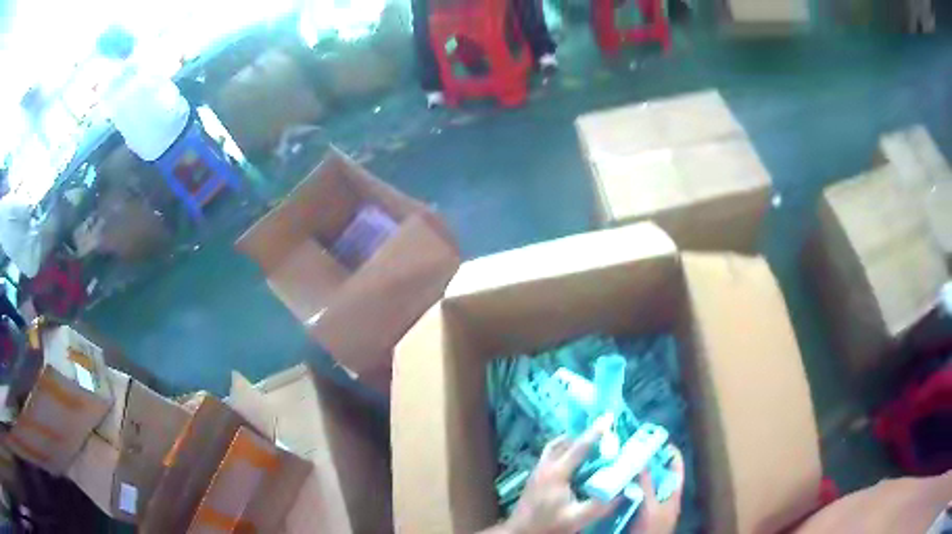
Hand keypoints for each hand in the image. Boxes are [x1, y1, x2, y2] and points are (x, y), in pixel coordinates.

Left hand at [503, 421, 618, 533]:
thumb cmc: (548, 525)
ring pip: (554, 447)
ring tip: (590, 444)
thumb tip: (624, 491)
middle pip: (565, 442)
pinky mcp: (535, 477)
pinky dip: (563, 450)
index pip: (579, 448)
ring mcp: (537, 470)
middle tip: (603, 432)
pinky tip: (574, 461)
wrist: (520, 532)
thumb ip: (601, 505)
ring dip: (571, 442)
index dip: (595, 433)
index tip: (608, 420)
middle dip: (584, 435)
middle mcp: (545, 466)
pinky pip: (550, 455)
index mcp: (556, 473)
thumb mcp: (578, 518)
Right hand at [629, 447, 683, 533]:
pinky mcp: (639, 510)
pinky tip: (619, 482)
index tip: (659, 440)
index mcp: (673, 494)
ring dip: (638, 474)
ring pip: (647, 484)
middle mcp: (664, 496)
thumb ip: (647, 487)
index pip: (676, 468)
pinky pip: (636, 494)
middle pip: (660, 475)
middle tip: (636, 449)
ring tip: (625, 462)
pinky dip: (630, 487)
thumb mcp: (650, 508)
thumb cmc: (652, 529)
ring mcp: (652, 504)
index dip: (671, 454)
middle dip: (650, 462)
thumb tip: (642, 463)